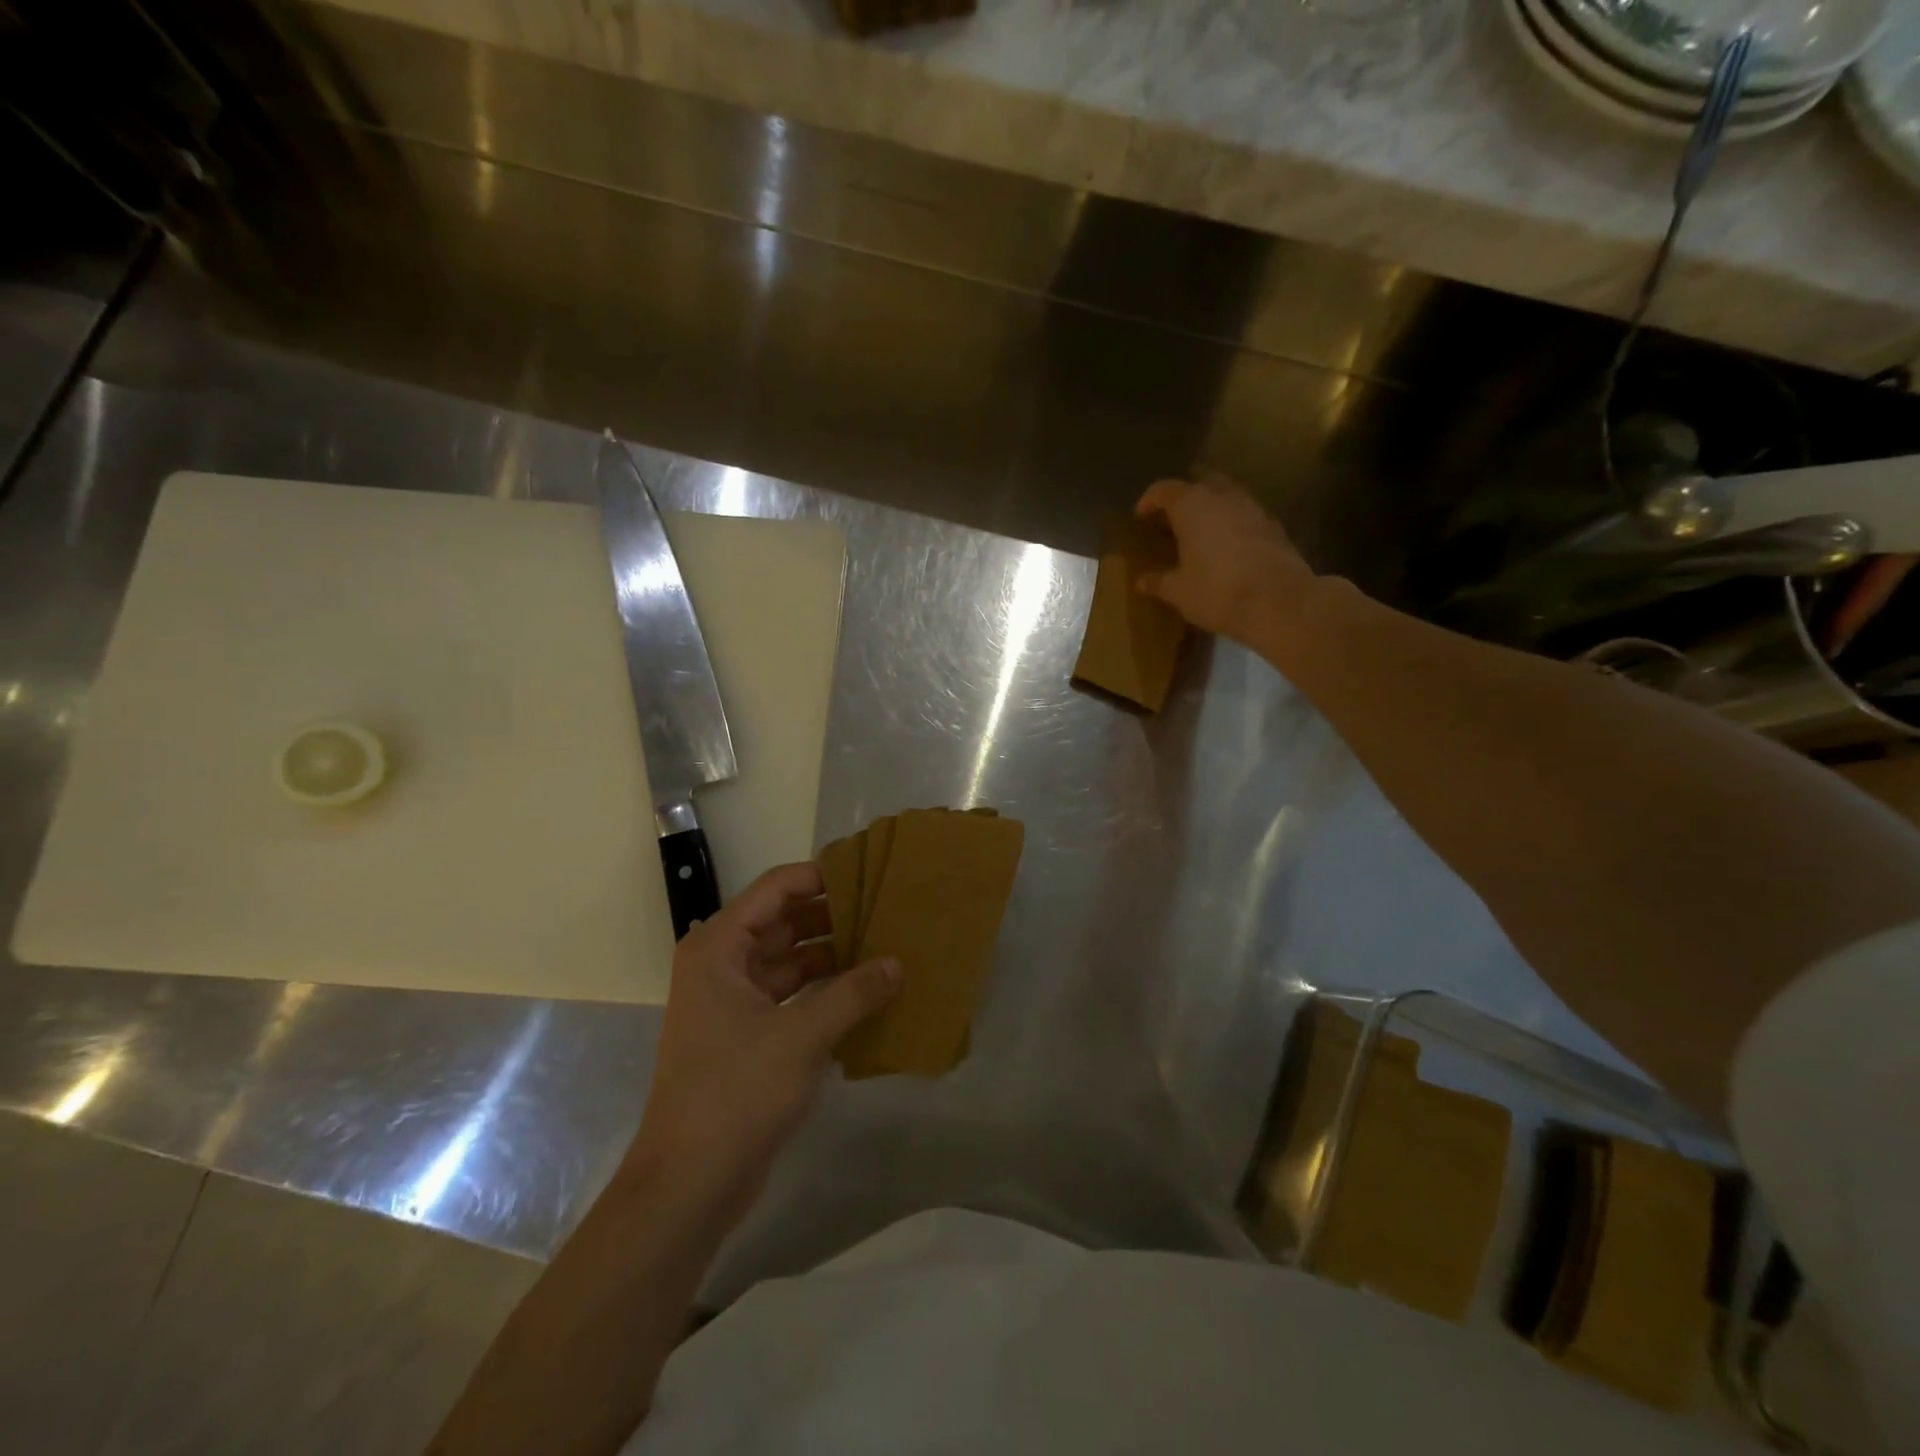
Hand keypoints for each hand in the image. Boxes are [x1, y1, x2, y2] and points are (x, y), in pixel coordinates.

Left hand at [629, 862, 899, 1219]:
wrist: (689, 1184)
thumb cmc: (736, 1093)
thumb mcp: (801, 1036)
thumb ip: (853, 993)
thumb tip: (897, 964)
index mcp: (719, 948)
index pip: (775, 889)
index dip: (820, 876)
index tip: (867, 873)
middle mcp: (722, 965)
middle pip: (784, 923)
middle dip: (833, 917)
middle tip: (886, 910)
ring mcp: (734, 1002)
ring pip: (790, 961)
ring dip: (833, 957)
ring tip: (885, 947)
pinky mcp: (748, 1036)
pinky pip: (792, 996)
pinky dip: (825, 992)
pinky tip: (867, 994)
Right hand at [1134, 474, 1317, 643]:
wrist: (1279, 602)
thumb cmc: (1217, 591)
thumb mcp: (1178, 591)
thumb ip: (1158, 581)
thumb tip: (1140, 581)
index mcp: (1192, 506)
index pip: (1165, 490)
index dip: (1149, 501)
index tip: (1140, 517)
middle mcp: (1223, 497)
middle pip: (1200, 482)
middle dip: (1184, 496)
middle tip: (1171, 519)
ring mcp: (1253, 508)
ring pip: (1226, 495)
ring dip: (1211, 507)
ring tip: (1198, 532)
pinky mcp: (1274, 526)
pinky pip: (1245, 514)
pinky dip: (1231, 523)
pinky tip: (1226, 547)